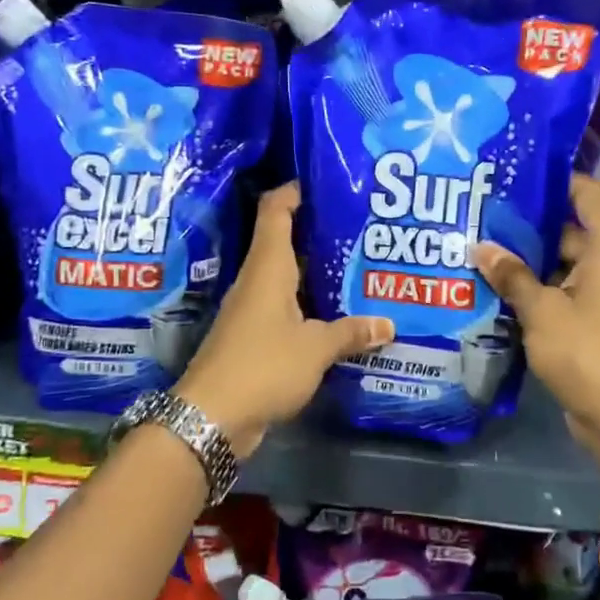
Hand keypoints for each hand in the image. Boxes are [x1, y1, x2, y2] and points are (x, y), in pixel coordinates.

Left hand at [177, 183, 393, 456]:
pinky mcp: (254, 339)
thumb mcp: (315, 348)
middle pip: (285, 242)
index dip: (295, 191)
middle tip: (360, 228)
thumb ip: (350, 333)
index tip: (325, 182)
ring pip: (288, 279)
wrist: (211, 417)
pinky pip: (287, 310)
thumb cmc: (263, 366)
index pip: (276, 211)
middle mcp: (258, 281)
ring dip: (317, 273)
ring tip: (357, 267)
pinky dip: (311, 307)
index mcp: (268, 268)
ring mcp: (253, 311)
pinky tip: (338, 316)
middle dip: (319, 232)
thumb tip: (388, 324)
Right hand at [473, 175, 599, 470]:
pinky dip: (535, 289)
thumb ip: (511, 275)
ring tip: (480, 250)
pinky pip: (561, 291)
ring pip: (560, 263)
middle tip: (481, 215)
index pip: (585, 193)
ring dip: (526, 261)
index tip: (511, 175)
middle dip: (526, 225)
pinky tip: (496, 289)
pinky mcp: (593, 320)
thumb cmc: (587, 352)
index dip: (552, 179)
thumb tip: (481, 248)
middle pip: (568, 228)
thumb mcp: (541, 310)